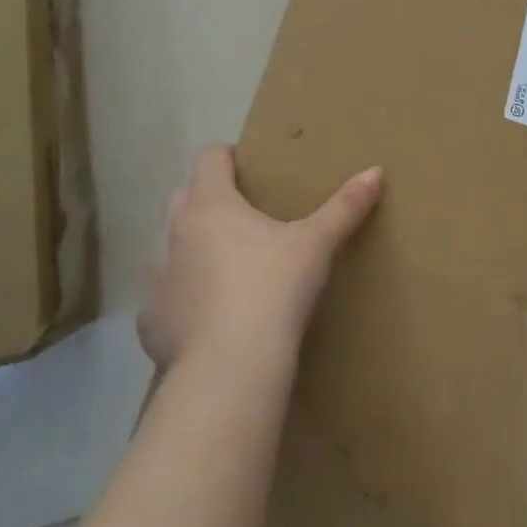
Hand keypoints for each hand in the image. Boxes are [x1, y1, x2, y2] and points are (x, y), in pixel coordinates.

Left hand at [138, 145, 383, 371]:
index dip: (227, 156)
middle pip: (184, 196)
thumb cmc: (271, 289)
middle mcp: (175, 232)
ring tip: (226, 267)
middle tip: (244, 216)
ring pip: (169, 247)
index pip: (209, 157)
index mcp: (210, 203)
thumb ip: (344, 207)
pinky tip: (208, 320)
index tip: (248, 168)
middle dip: (208, 199)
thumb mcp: (315, 245)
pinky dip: (182, 302)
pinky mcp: (151, 323)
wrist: (230, 369)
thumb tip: (375, 172)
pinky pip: (164, 300)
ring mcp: (157, 278)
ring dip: (191, 249)